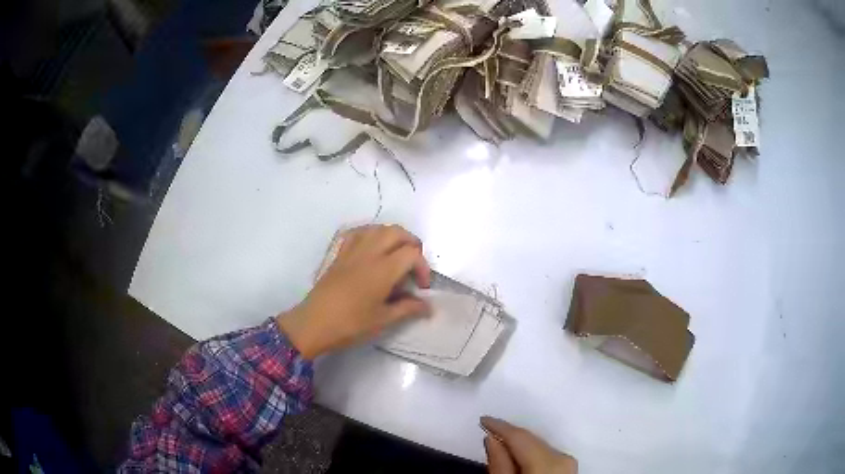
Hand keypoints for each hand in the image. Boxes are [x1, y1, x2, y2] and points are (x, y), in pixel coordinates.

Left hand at [277, 225, 431, 358]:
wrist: (314, 323)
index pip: (412, 253)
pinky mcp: (339, 254)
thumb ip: (408, 308)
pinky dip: (370, 234)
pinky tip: (372, 248)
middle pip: (396, 232)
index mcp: (383, 269)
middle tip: (413, 264)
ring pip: (377, 228)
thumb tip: (428, 307)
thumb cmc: (351, 324)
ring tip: (396, 255)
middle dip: (411, 244)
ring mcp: (352, 251)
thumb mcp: (383, 319)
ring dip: (392, 236)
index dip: (423, 267)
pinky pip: (357, 233)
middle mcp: (369, 253)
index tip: (421, 287)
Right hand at [482, 416, 577, 473]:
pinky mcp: (571, 468)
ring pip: (539, 447)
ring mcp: (570, 462)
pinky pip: (547, 454)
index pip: (520, 435)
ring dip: (521, 445)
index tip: (483, 418)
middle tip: (489, 431)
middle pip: (531, 440)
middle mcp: (564, 455)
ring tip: (502, 444)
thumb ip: (500, 464)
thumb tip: (492, 438)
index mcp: (549, 459)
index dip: (499, 426)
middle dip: (510, 436)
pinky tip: (521, 457)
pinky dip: (532, 454)